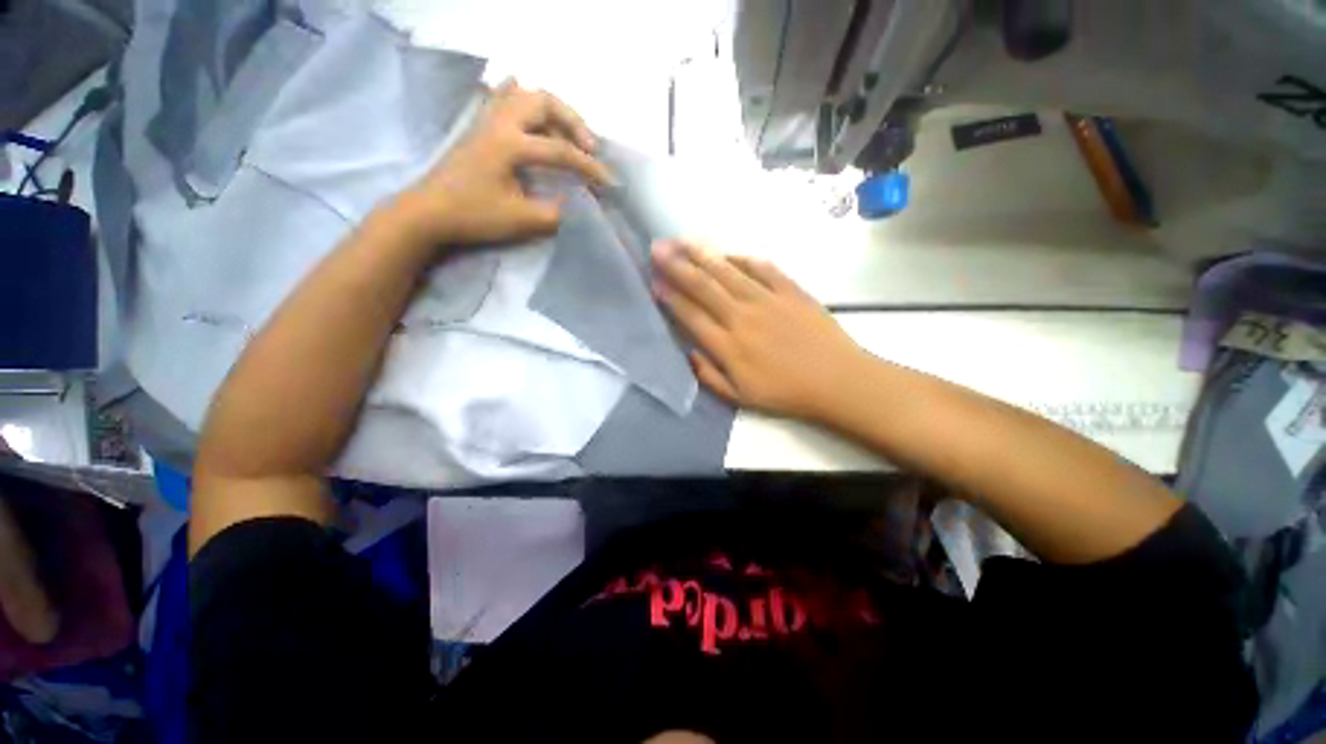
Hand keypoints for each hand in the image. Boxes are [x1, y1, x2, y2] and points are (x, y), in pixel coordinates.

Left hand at [396, 79, 612, 246]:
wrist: (429, 212)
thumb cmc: (474, 215)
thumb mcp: (522, 220)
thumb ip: (555, 212)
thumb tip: (577, 205)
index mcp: (510, 143)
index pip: (561, 150)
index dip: (589, 168)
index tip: (609, 183)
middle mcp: (500, 122)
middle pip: (544, 101)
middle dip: (573, 122)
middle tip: (589, 146)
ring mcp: (487, 120)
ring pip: (526, 95)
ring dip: (553, 111)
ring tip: (569, 135)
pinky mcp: (481, 128)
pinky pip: (505, 100)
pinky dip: (525, 102)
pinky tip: (533, 115)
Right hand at [651, 239, 869, 420]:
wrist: (838, 380)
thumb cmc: (787, 393)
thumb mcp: (741, 397)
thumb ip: (710, 376)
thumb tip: (689, 353)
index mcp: (728, 346)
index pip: (691, 315)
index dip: (670, 297)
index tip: (653, 281)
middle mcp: (742, 317)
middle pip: (704, 286)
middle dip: (677, 266)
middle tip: (658, 248)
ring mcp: (767, 300)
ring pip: (728, 271)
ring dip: (703, 254)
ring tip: (683, 240)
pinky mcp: (791, 290)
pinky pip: (763, 268)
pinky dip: (743, 258)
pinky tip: (729, 252)